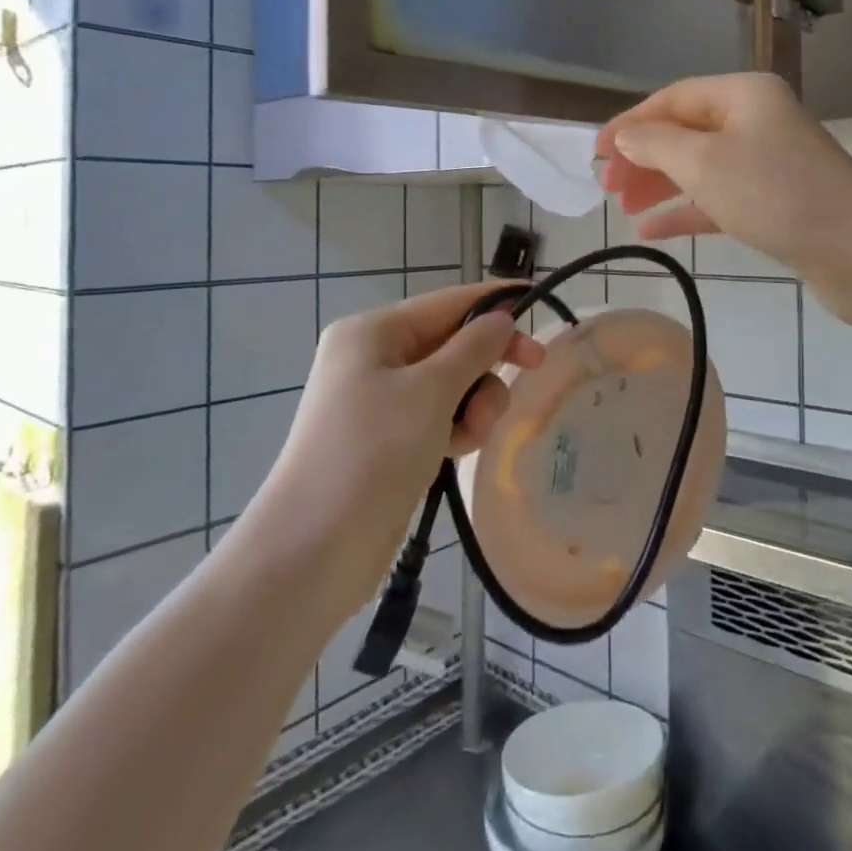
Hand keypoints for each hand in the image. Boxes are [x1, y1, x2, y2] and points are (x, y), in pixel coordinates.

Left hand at [244, 283, 543, 622]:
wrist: (313, 550)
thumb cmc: (372, 453)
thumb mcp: (430, 391)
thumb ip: (473, 348)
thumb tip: (499, 317)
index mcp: (373, 332)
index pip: (447, 302)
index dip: (494, 301)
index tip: (538, 301)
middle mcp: (373, 358)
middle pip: (451, 342)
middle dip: (486, 362)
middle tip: (533, 369)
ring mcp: (378, 401)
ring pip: (450, 383)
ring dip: (474, 402)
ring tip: (473, 434)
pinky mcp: (387, 439)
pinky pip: (437, 416)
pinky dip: (456, 426)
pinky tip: (458, 450)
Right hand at [596, 73, 851, 323]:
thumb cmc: (776, 194)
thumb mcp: (704, 163)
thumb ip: (655, 145)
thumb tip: (625, 136)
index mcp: (743, 95)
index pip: (672, 98)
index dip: (630, 122)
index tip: (595, 154)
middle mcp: (757, 122)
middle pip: (685, 132)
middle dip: (643, 158)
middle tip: (607, 190)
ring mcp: (768, 164)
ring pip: (700, 168)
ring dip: (661, 186)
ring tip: (624, 210)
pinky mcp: (775, 204)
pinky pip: (719, 200)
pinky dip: (687, 212)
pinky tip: (653, 231)